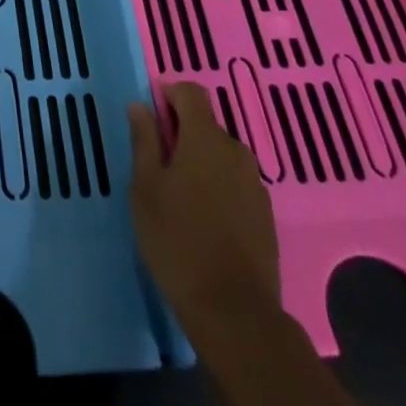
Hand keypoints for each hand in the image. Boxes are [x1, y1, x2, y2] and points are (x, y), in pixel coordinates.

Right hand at [128, 81, 281, 327]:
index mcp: (206, 138)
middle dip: (183, 134)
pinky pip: (236, 183)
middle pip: (207, 125)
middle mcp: (236, 151)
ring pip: (222, 156)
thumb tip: (141, 105)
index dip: (170, 94)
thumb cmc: (178, 241)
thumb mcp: (146, 188)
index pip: (191, 92)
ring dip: (201, 161)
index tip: (151, 115)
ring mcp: (255, 184)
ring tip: (179, 195)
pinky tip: (204, 219)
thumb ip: (144, 141)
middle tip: (158, 164)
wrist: (234, 312)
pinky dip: (218, 186)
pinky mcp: (265, 214)